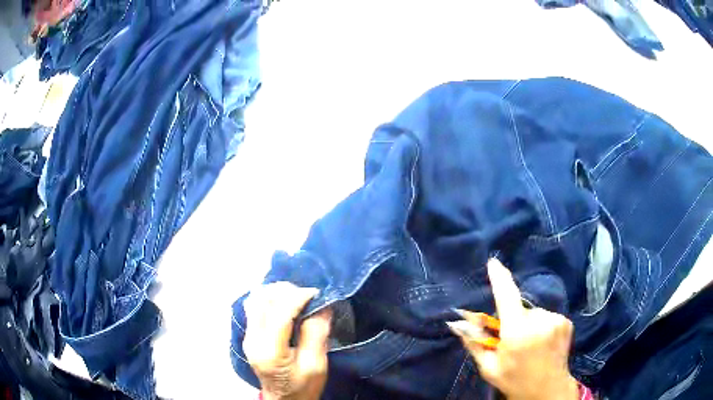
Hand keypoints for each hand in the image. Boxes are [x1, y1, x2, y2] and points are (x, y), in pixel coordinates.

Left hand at [243, 282, 331, 399]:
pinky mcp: (249, 334)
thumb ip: (316, 334)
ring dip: (276, 292)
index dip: (298, 297)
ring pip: (256, 299)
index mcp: (270, 351)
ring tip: (296, 296)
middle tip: (308, 295)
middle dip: (287, 291)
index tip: (317, 293)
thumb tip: (322, 305)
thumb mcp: (316, 365)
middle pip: (263, 300)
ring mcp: (247, 336)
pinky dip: (269, 298)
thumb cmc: (303, 386)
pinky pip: (255, 306)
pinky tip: (283, 302)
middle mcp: (253, 339)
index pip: (279, 313)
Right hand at [450, 259, 578, 399]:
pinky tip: (543, 343)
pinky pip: (547, 316)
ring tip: (530, 345)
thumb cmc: (515, 380)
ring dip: (529, 324)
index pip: (506, 298)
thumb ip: (474, 344)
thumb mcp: (489, 368)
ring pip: (534, 313)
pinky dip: (542, 326)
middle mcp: (539, 321)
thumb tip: (457, 324)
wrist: (548, 390)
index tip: (493, 262)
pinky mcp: (566, 321)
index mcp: (517, 333)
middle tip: (513, 342)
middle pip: (519, 309)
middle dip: (513, 320)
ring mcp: (556, 320)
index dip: (500, 279)